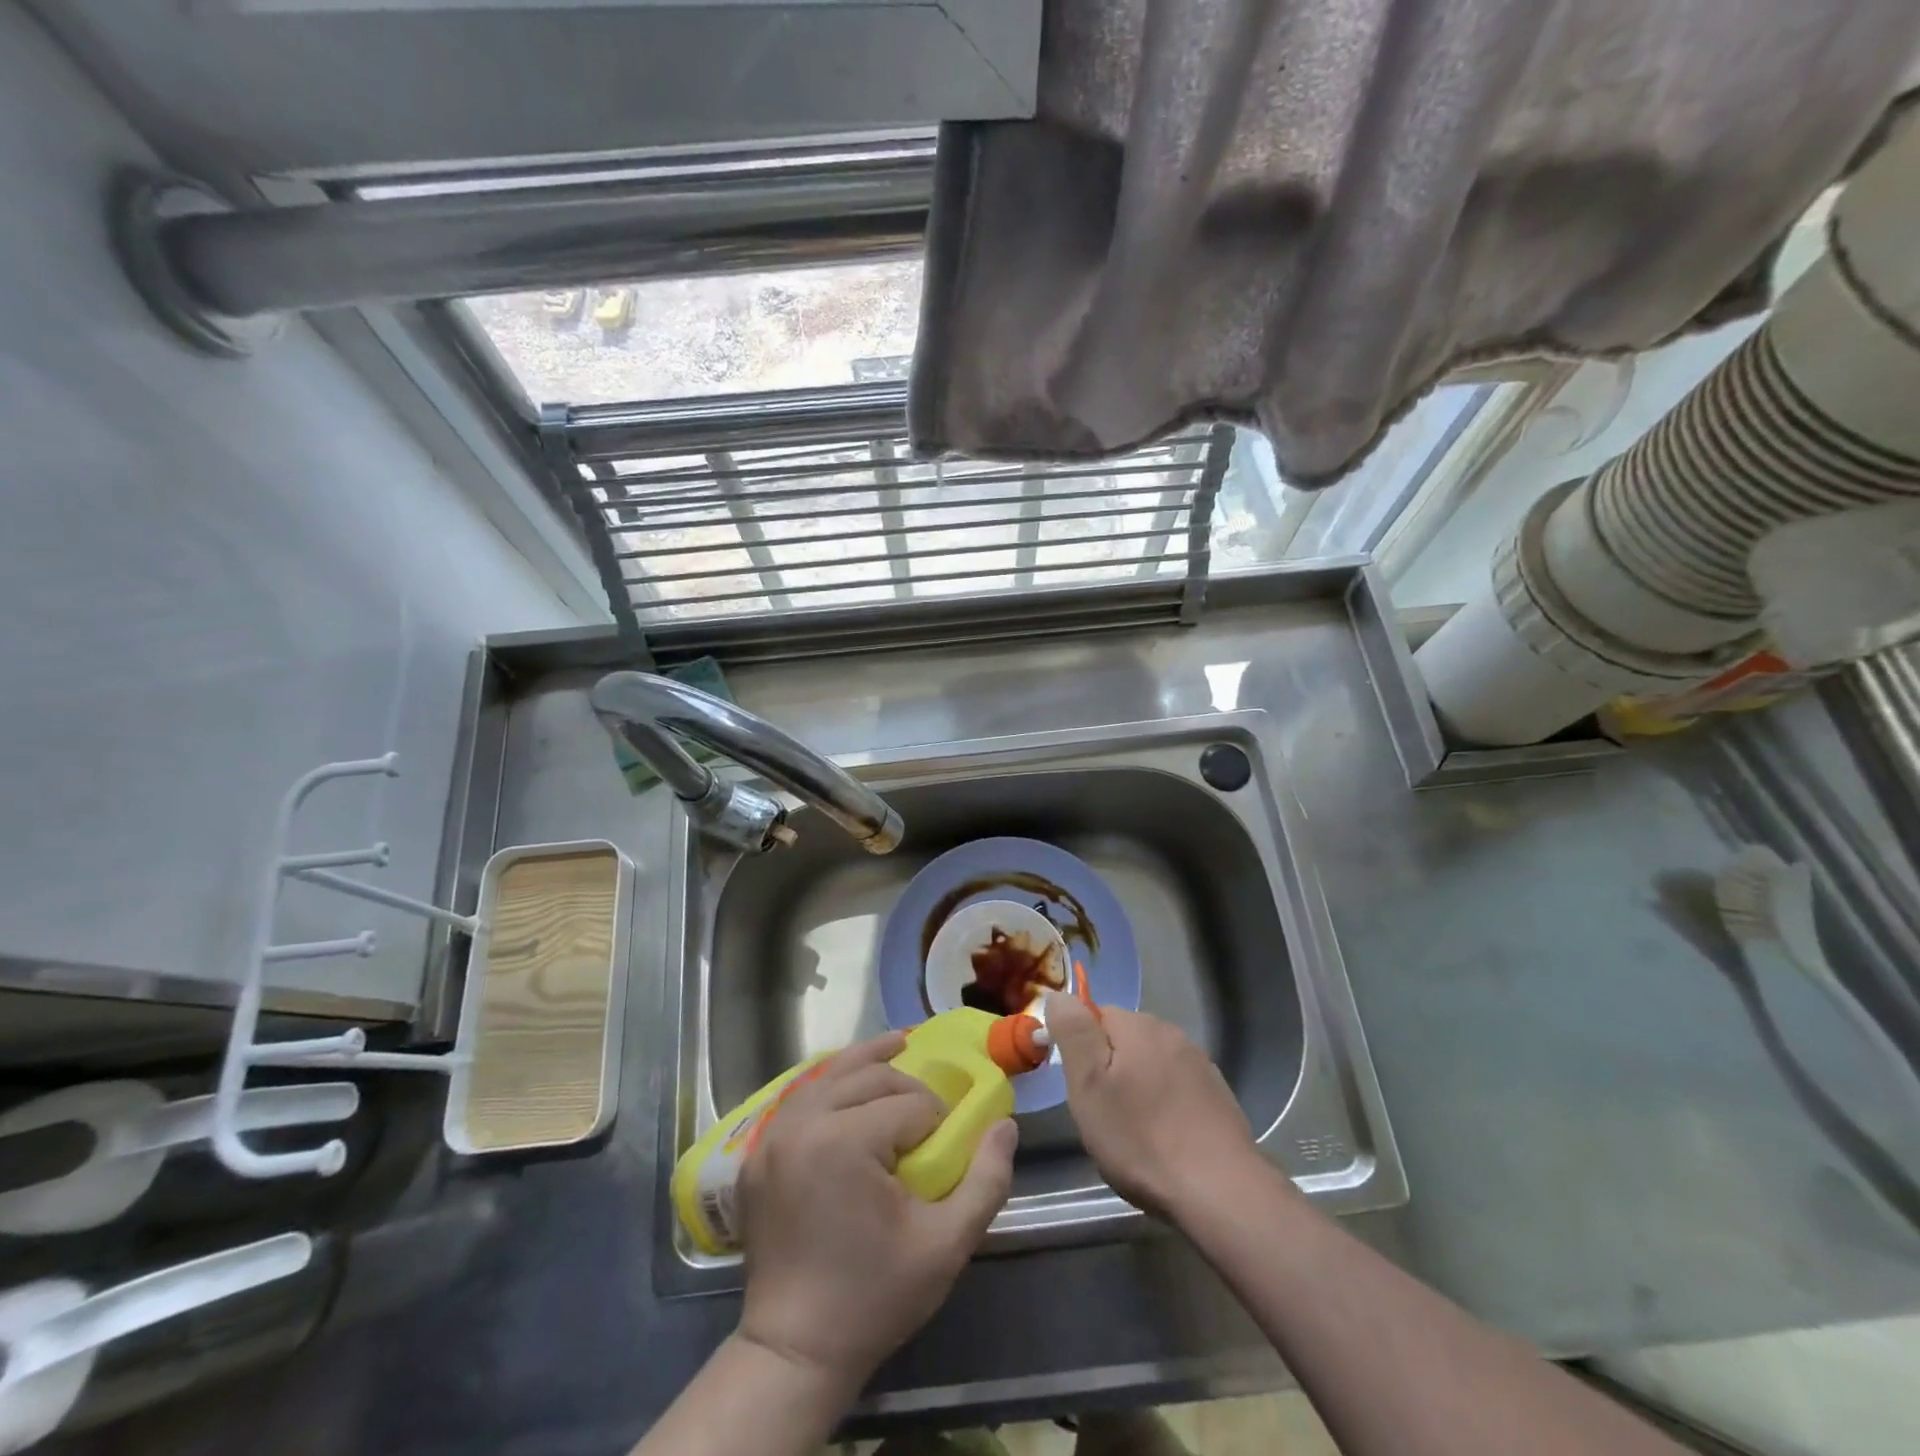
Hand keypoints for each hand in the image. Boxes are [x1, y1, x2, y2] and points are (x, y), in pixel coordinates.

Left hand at [736, 1032, 1016, 1386]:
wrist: (794, 1350)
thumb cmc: (875, 1296)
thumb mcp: (946, 1245)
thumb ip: (986, 1180)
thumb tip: (1006, 1125)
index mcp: (845, 1141)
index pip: (909, 1105)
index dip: (937, 1121)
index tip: (946, 1150)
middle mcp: (804, 1123)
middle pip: (869, 1076)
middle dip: (907, 1086)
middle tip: (929, 1115)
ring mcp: (773, 1135)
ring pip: (831, 1074)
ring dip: (868, 1063)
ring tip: (898, 1046)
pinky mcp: (758, 1151)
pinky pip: (802, 1097)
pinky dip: (832, 1082)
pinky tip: (852, 1082)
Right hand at [1046, 992, 1259, 1221]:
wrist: (1220, 1192)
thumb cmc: (1142, 1137)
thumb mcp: (1089, 1084)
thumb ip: (1073, 1032)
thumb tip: (1059, 994)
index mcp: (1138, 1025)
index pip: (1095, 1015)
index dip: (1079, 1048)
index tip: (1078, 1087)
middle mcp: (1171, 1034)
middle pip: (1124, 1040)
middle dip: (1109, 1070)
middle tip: (1101, 1114)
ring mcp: (1199, 1064)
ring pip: (1151, 1064)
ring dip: (1137, 1087)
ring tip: (1132, 1133)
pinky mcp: (1218, 1096)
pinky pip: (1176, 1088)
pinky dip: (1165, 1105)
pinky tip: (1165, 1140)